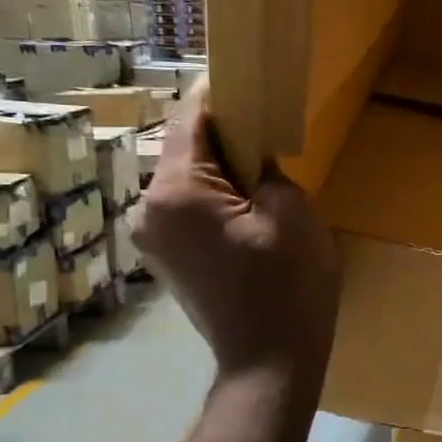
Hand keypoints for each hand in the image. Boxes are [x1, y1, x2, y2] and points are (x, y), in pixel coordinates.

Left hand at [132, 80, 339, 384]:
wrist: (269, 364)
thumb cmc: (286, 286)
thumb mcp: (291, 213)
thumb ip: (266, 168)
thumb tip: (251, 155)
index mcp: (176, 192)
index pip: (191, 120)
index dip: (220, 94)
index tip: (248, 76)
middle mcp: (149, 209)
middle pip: (187, 151)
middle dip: (225, 136)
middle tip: (268, 127)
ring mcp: (153, 238)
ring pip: (188, 182)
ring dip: (222, 171)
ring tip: (264, 172)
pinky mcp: (168, 259)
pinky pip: (189, 210)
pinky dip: (215, 199)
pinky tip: (249, 209)